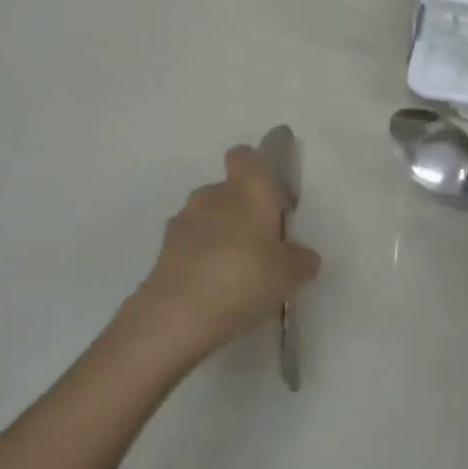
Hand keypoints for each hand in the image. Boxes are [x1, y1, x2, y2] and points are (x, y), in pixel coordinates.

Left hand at [119, 146, 321, 364]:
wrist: (179, 312)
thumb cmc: (245, 276)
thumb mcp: (289, 274)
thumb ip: (301, 260)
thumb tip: (303, 256)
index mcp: (248, 189)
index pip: (247, 156)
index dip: (259, 170)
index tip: (273, 198)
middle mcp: (213, 194)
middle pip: (228, 190)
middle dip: (242, 210)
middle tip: (260, 243)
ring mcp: (184, 220)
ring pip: (207, 217)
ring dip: (219, 234)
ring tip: (234, 270)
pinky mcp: (163, 248)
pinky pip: (190, 243)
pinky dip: (200, 256)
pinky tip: (213, 286)